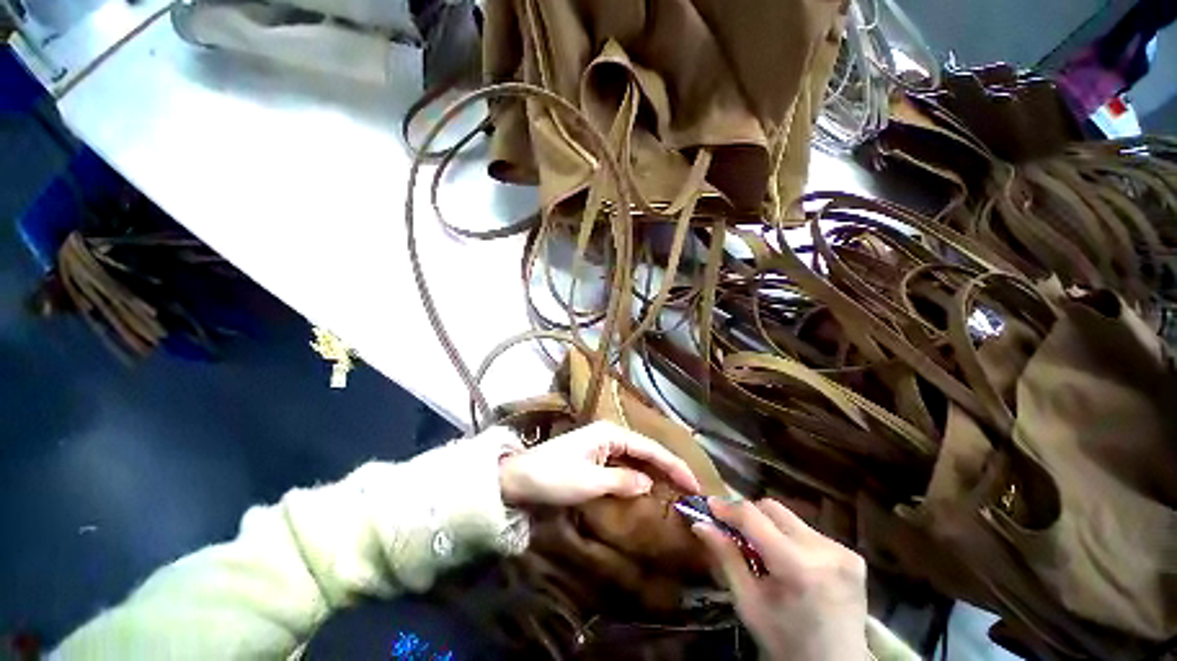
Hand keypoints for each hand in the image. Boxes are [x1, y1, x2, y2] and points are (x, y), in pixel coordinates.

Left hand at [498, 421, 700, 505]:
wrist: (519, 477)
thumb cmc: (554, 477)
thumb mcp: (589, 483)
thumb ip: (623, 482)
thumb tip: (649, 484)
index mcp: (611, 433)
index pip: (650, 448)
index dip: (674, 466)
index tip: (694, 485)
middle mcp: (610, 434)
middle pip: (646, 450)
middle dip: (669, 468)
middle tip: (691, 490)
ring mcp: (603, 444)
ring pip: (637, 456)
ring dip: (656, 472)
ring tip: (678, 489)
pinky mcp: (596, 455)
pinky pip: (625, 463)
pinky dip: (639, 474)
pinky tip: (649, 486)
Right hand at [693, 498, 867, 660]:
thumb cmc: (786, 642)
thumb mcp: (749, 604)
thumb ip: (726, 558)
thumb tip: (700, 523)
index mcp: (797, 566)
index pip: (753, 517)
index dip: (728, 507)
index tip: (708, 504)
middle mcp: (824, 549)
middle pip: (772, 509)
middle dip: (749, 516)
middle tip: (734, 531)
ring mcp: (842, 551)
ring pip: (790, 518)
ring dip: (769, 527)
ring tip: (762, 552)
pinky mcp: (852, 554)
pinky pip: (808, 531)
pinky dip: (790, 539)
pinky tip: (789, 562)